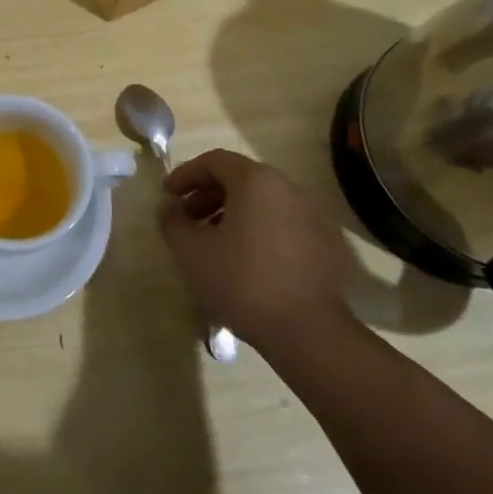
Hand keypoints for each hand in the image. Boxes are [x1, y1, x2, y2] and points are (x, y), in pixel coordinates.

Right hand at [158, 150, 357, 351]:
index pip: (214, 161)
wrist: (308, 332)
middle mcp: (288, 190)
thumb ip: (173, 222)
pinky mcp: (325, 246)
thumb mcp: (192, 252)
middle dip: (207, 195)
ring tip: (212, 242)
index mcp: (256, 182)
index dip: (185, 175)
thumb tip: (167, 208)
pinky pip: (282, 225)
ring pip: (262, 203)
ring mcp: (312, 217)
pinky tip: (243, 261)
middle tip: (186, 219)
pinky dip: (257, 231)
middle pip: (240, 179)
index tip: (167, 195)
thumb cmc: (242, 281)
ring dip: (231, 214)